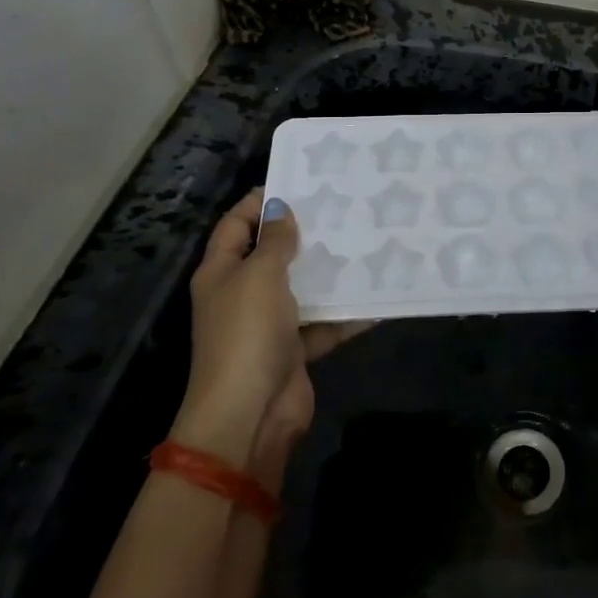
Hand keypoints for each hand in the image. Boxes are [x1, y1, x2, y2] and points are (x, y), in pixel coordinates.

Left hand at [176, 189, 365, 464]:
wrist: (250, 414)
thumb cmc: (247, 334)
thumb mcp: (259, 276)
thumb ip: (275, 242)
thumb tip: (281, 210)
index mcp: (221, 272)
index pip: (235, 225)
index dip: (258, 202)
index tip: (296, 183)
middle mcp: (242, 295)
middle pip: (270, 255)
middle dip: (301, 234)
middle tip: (341, 208)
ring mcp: (268, 325)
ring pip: (301, 289)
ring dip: (327, 272)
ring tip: (364, 243)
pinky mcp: (293, 351)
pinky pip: (323, 325)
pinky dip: (345, 315)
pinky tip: (376, 298)